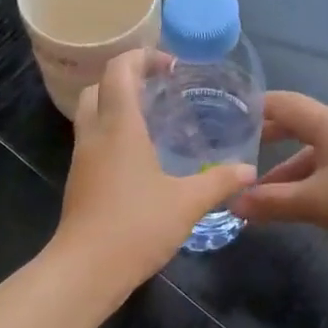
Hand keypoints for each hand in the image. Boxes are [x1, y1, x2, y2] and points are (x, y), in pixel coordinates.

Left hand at [51, 50, 256, 293]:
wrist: (87, 269)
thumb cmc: (137, 226)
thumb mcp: (187, 202)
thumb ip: (219, 181)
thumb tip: (248, 171)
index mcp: (119, 126)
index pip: (120, 70)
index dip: (142, 58)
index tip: (170, 67)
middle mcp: (94, 135)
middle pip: (98, 88)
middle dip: (126, 80)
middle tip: (159, 91)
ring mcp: (82, 160)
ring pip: (92, 116)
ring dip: (117, 109)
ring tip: (153, 122)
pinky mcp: (79, 182)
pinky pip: (93, 143)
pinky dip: (113, 136)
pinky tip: (140, 159)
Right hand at [233, 91, 327, 252]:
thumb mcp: (313, 202)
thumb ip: (271, 202)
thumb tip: (234, 203)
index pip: (283, 104)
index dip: (254, 108)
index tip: (227, 117)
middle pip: (298, 127)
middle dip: (267, 142)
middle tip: (239, 156)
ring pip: (314, 153)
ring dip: (287, 171)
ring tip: (263, 196)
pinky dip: (309, 181)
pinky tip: (299, 203)